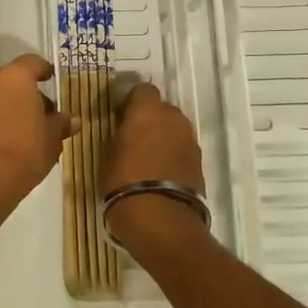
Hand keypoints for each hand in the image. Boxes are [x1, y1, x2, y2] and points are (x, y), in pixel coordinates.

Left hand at [0, 54, 75, 233]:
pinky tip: (16, 145)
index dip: (45, 70)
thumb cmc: (24, 150)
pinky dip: (3, 124)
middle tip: (48, 115)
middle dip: (31, 95)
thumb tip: (73, 119)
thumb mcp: (52, 138)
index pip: (32, 63)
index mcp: (15, 78)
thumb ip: (62, 124)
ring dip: (16, 110)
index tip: (53, 80)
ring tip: (35, 134)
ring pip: (1, 100)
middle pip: (15, 82)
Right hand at [101, 83, 207, 244]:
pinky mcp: (199, 162)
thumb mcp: (107, 154)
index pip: (143, 89)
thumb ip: (118, 135)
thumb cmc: (123, 181)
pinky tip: (160, 173)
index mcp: (148, 111)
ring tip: (148, 159)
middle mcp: (173, 119)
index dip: (132, 101)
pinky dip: (173, 155)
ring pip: (174, 129)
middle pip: (162, 109)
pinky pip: (182, 149)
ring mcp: (190, 140)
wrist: (160, 218)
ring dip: (163, 137)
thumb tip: (124, 130)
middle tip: (134, 138)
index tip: (121, 117)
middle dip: (150, 119)